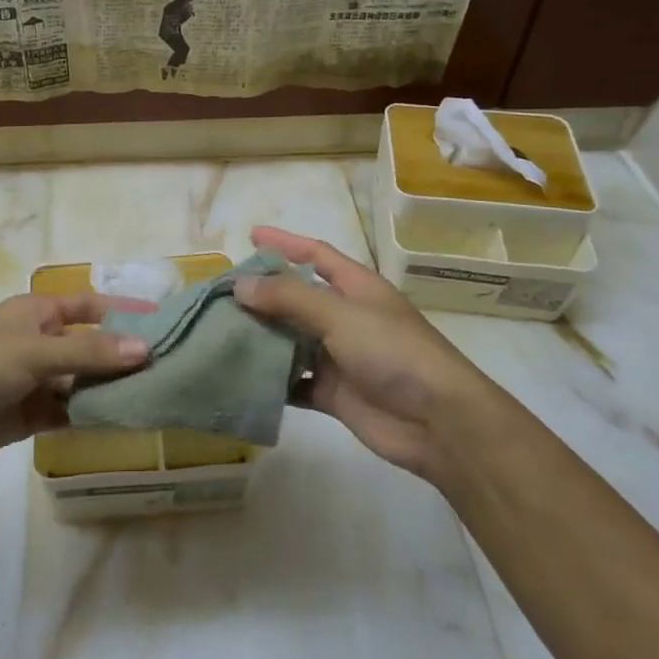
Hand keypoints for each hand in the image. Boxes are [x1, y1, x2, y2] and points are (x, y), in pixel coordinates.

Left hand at [0, 292, 152, 470]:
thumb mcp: (35, 351)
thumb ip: (89, 352)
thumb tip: (145, 349)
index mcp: (38, 312)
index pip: (90, 306)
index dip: (123, 312)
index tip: (162, 324)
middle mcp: (40, 342)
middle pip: (90, 346)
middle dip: (122, 357)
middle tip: (168, 369)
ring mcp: (35, 380)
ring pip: (82, 381)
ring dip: (109, 389)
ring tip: (154, 397)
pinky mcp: (30, 415)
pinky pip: (69, 411)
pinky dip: (91, 415)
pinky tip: (120, 421)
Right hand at [234, 225, 488, 485]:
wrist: (439, 423)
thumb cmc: (393, 352)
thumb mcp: (340, 314)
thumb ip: (289, 297)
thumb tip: (240, 284)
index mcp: (357, 288)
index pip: (316, 255)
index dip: (285, 243)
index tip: (251, 236)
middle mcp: (346, 318)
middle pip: (297, 298)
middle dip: (262, 295)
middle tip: (221, 294)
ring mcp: (339, 357)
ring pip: (291, 340)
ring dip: (261, 337)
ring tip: (220, 332)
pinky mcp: (332, 393)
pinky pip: (294, 381)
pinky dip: (271, 380)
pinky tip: (241, 377)